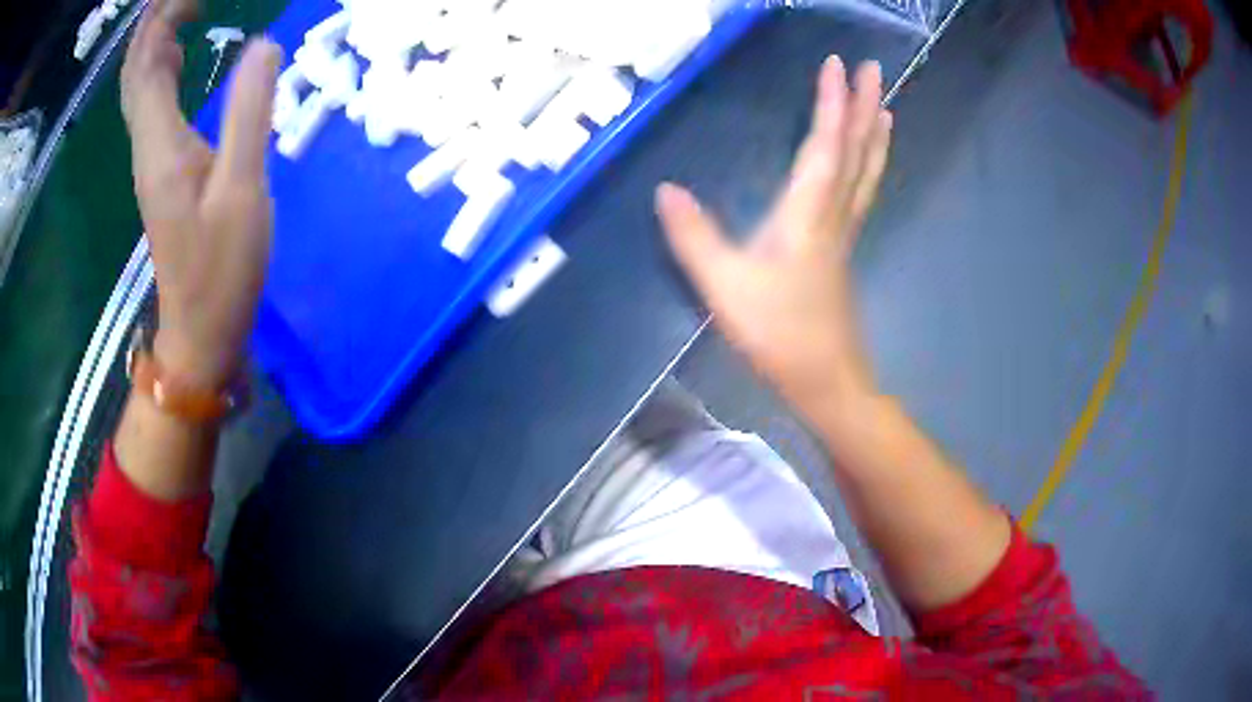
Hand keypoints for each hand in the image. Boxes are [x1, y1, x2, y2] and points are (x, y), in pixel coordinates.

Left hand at [121, 0, 281, 389]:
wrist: (201, 330)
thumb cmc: (222, 270)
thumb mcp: (242, 191)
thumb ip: (251, 113)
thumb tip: (263, 45)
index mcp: (160, 144)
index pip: (147, 64)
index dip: (163, 19)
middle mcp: (147, 145)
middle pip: (135, 72)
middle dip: (153, 24)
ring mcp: (151, 159)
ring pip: (138, 88)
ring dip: (153, 44)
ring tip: (183, 10)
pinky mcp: (161, 170)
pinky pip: (150, 106)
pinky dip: (160, 71)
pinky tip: (177, 57)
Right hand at [656, 56, 891, 414]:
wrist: (825, 381)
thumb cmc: (778, 335)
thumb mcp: (725, 288)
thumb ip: (694, 238)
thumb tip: (665, 190)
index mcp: (808, 215)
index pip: (826, 145)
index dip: (832, 102)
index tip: (838, 65)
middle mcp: (834, 215)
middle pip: (857, 152)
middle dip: (865, 106)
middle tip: (876, 69)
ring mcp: (843, 233)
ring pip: (866, 172)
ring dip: (874, 134)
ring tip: (885, 104)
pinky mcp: (842, 249)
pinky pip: (862, 192)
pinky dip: (869, 165)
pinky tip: (867, 161)